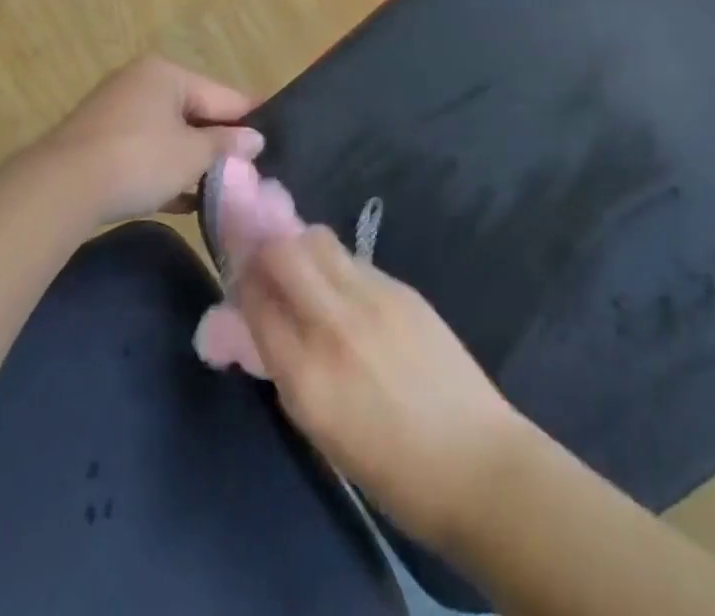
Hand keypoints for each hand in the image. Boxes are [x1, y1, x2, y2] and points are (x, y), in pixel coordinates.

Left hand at [38, 56, 262, 224]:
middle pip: (195, 111)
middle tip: (248, 168)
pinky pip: (146, 150)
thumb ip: (227, 144)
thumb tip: (255, 139)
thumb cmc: (139, 160)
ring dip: (192, 159)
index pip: (222, 94)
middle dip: (219, 141)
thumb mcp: (192, 154)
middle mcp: (141, 82)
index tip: (274, 135)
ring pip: (169, 133)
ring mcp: (117, 111)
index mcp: (167, 73)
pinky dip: (165, 170)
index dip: (249, 117)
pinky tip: (184, 200)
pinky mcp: (100, 141)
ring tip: (222, 187)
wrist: (60, 189)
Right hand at [238, 228, 527, 548]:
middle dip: (263, 248)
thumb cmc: (393, 472)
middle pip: (282, 253)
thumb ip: (286, 370)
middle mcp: (334, 325)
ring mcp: (372, 299)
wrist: (477, 463)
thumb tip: (256, 328)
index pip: (255, 303)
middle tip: (262, 260)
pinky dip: (335, 264)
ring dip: (299, 247)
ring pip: (318, 242)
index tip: (237, 280)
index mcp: (307, 376)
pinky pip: (353, 260)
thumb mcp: (321, 431)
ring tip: (301, 268)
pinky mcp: (402, 288)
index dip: (240, 285)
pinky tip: (342, 288)